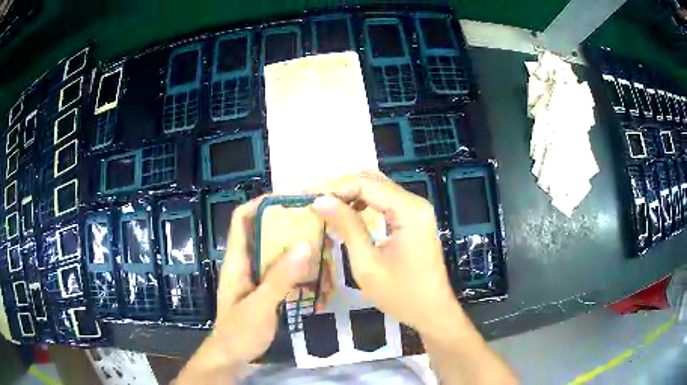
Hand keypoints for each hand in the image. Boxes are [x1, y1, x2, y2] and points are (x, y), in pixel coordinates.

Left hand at [174, 197, 313, 383]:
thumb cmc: (239, 331)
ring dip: (299, 253)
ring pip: (278, 254)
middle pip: (265, 233)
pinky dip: (301, 274)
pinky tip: (319, 282)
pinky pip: (285, 275)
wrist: (233, 358)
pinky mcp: (267, 292)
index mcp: (237, 260)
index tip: (290, 200)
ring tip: (324, 253)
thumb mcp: (260, 306)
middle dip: (289, 227)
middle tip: (318, 225)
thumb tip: (305, 244)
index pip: (242, 218)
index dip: (261, 203)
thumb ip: (280, 278)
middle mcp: (247, 263)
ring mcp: (257, 278)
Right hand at [310, 171, 462, 336]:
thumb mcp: (367, 264)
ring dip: (350, 193)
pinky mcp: (413, 219)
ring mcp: (416, 210)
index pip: (366, 184)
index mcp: (409, 211)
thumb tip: (320, 201)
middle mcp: (415, 203)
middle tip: (312, 198)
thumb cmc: (401, 295)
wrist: (432, 311)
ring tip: (324, 204)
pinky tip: (345, 211)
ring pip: (378, 188)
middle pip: (373, 181)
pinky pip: (385, 201)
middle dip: (340, 187)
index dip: (333, 186)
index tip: (306, 195)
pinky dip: (363, 202)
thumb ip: (346, 227)